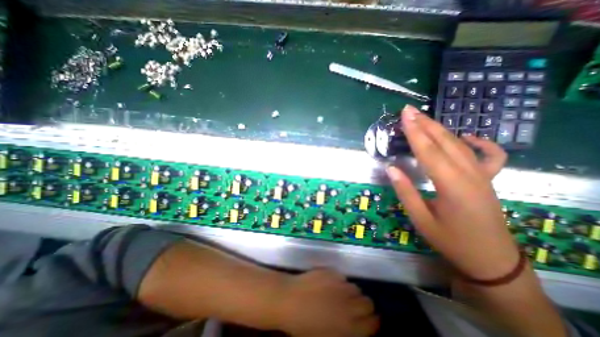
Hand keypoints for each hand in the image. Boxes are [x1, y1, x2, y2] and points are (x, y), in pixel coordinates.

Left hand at [273, 269, 375, 336]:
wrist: (289, 300)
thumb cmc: (303, 326)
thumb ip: (346, 333)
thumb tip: (355, 327)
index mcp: (349, 327)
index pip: (373, 323)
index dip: (373, 321)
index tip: (370, 320)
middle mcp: (348, 304)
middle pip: (368, 302)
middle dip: (364, 306)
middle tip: (354, 307)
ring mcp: (340, 285)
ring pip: (355, 288)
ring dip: (351, 293)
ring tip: (340, 295)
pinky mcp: (332, 272)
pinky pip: (342, 277)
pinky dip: (339, 282)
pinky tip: (329, 285)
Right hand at [387, 107, 518, 280]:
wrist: (490, 260)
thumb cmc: (451, 241)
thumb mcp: (421, 220)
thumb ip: (405, 192)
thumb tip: (391, 168)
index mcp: (451, 185)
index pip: (428, 151)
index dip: (414, 132)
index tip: (404, 116)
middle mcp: (469, 175)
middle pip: (444, 142)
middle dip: (425, 124)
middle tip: (409, 110)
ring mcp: (482, 176)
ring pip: (460, 144)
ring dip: (441, 129)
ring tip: (424, 118)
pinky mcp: (488, 180)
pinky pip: (489, 155)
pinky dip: (479, 142)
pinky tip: (466, 136)